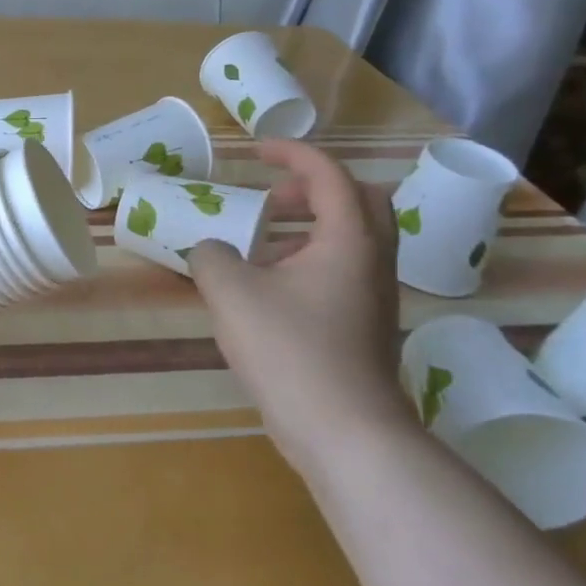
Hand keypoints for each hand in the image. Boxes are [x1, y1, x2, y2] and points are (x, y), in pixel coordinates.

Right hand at [187, 139, 412, 477]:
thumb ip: (211, 256)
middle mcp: (371, 261)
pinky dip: (309, 260)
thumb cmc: (290, 350)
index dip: (292, 154)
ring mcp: (374, 296)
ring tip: (261, 243)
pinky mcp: (366, 326)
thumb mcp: (231, 292)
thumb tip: (213, 250)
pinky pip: (343, 271)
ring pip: (352, 238)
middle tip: (270, 199)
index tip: (255, 152)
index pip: (330, 174)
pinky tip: (269, 288)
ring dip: (309, 226)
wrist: (345, 433)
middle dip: (312, 189)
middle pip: (359, 200)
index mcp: (349, 240)